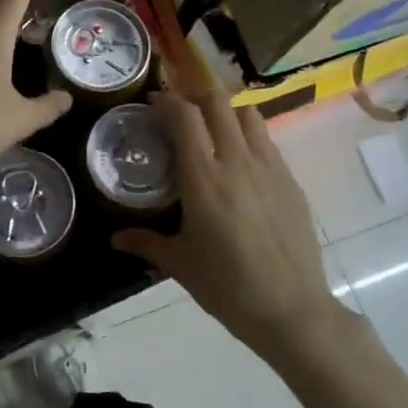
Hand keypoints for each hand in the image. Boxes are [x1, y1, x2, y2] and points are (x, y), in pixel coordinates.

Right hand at [114, 90, 357, 365]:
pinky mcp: (291, 181)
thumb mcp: (179, 264)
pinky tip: (240, 162)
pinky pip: (267, 141)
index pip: (185, 116)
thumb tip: (115, 239)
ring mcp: (269, 168)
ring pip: (248, 114)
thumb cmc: (227, 287)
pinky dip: (248, 136)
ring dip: (226, 111)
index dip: (167, 100)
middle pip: (218, 102)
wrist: (292, 310)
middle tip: (180, 110)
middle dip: (195, 96)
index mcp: (204, 178)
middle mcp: (237, 162)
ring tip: (212, 129)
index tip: (153, 102)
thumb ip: (145, 243)